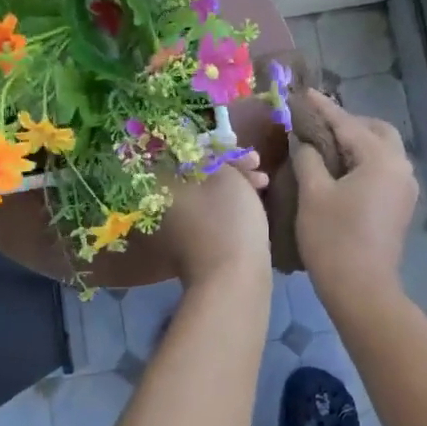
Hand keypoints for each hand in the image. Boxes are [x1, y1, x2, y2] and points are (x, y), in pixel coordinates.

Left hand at [160, 151, 271, 287]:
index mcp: (162, 186)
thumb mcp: (225, 175)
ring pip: (208, 193)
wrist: (233, 279)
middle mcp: (164, 205)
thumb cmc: (227, 220)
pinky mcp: (197, 244)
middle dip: (229, 165)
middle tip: (257, 163)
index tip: (237, 146)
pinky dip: (232, 204)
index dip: (212, 146)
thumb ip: (213, 156)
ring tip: (264, 183)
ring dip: (236, 183)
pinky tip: (257, 201)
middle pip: (196, 172)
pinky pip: (213, 213)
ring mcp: (179, 228)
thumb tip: (202, 152)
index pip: (181, 153)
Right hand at [290, 91, 416, 308]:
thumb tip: (303, 141)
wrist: (362, 289)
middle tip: (318, 125)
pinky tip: (340, 170)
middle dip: (349, 123)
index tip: (304, 93)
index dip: (323, 108)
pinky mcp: (401, 206)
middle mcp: (401, 167)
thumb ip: (308, 158)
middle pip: (377, 131)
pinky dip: (364, 161)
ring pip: (383, 151)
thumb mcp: (313, 194)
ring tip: (325, 146)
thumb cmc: (333, 238)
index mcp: (381, 159)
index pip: (348, 124)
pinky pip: (383, 170)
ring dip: (358, 143)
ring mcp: (405, 188)